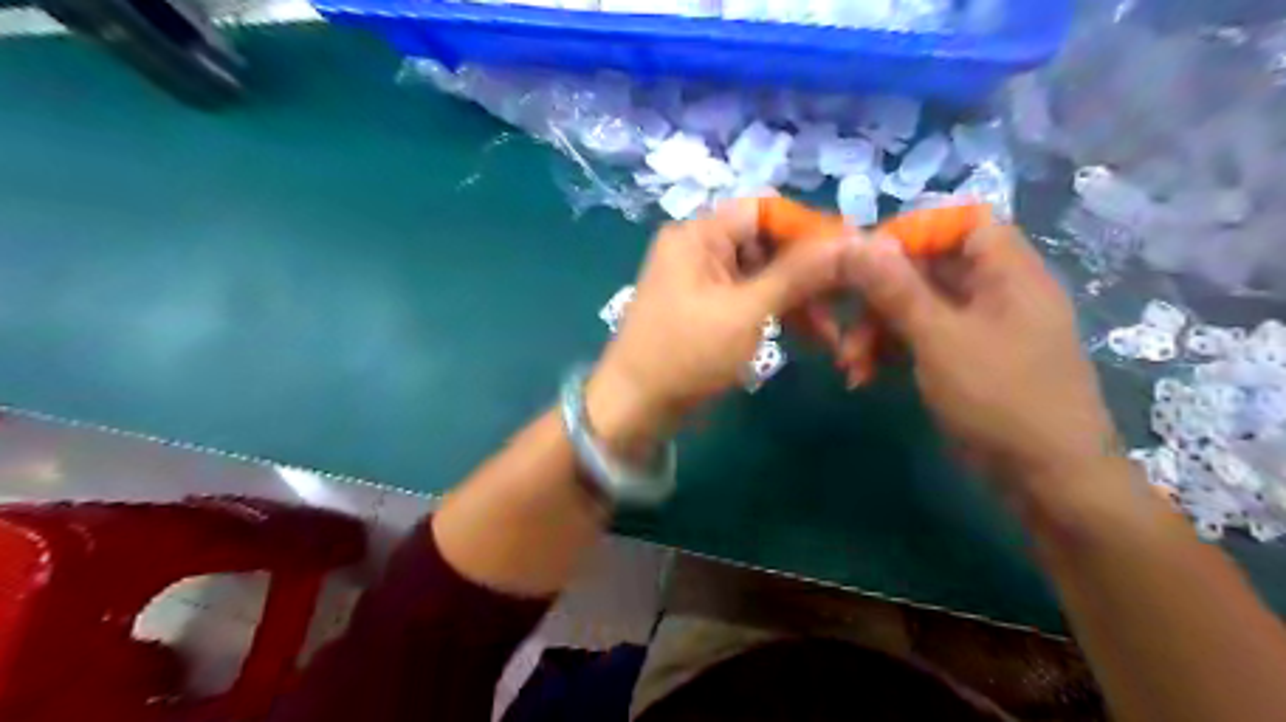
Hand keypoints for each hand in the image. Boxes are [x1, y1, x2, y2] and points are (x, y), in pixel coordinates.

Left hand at [587, 203, 850, 447]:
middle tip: (850, 298)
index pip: (765, 211)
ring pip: (765, 275)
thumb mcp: (745, 312)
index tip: (853, 252)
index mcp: (699, 234)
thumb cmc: (685, 355)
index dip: (810, 228)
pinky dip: (780, 313)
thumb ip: (797, 274)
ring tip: (834, 332)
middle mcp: (700, 248)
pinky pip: (752, 298)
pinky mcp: (710, 307)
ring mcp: (704, 279)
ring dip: (800, 299)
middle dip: (810, 272)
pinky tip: (812, 336)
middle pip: (768, 243)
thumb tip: (849, 241)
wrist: (635, 407)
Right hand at [842, 222, 1121, 501]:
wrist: (1047, 478)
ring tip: (850, 362)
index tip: (864, 260)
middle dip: (878, 296)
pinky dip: (891, 351)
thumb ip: (896, 289)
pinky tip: (865, 375)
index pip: (959, 223)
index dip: (911, 234)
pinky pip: (921, 338)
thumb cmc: (1000, 398)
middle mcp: (995, 291)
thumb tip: (858, 241)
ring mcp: (979, 327)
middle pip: (927, 269)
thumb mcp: (940, 338)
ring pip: (917, 307)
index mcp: (1007, 271)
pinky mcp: (965, 359)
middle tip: (844, 325)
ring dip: (877, 329)